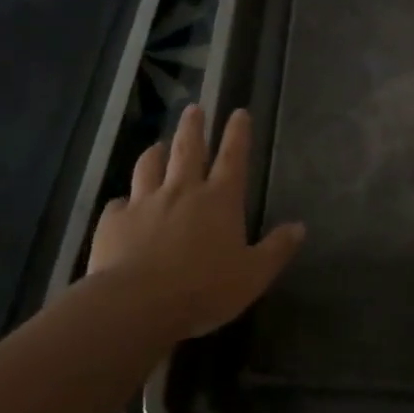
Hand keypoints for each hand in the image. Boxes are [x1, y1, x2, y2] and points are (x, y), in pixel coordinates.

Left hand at [87, 104, 304, 339]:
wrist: (138, 303)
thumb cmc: (204, 289)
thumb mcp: (253, 275)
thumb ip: (277, 249)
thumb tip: (300, 227)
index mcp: (219, 200)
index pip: (233, 158)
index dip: (237, 134)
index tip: (238, 113)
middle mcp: (182, 191)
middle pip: (188, 149)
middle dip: (193, 126)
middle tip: (193, 109)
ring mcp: (145, 203)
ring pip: (149, 167)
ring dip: (155, 153)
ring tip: (157, 145)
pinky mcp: (114, 221)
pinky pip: (119, 203)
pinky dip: (124, 201)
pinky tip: (123, 205)